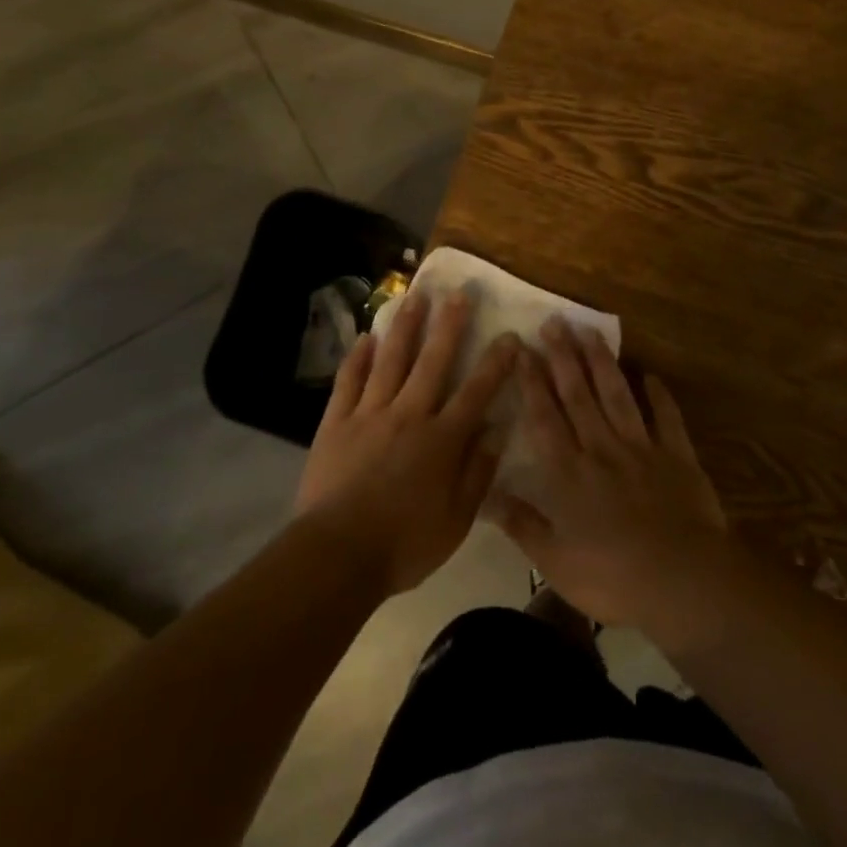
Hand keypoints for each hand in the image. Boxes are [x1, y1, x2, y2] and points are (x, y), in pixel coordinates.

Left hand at [295, 289, 518, 597]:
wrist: (338, 554)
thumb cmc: (405, 543)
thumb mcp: (457, 520)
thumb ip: (478, 472)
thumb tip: (497, 429)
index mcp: (442, 439)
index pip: (476, 392)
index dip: (495, 363)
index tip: (510, 335)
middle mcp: (409, 414)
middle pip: (433, 361)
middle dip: (449, 325)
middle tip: (459, 292)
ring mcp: (370, 413)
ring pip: (391, 360)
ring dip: (405, 326)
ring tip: (414, 296)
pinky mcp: (337, 421)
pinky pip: (349, 381)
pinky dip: (357, 357)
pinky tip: (365, 337)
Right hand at [490, 317, 731, 636]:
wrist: (684, 582)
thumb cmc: (613, 577)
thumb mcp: (555, 562)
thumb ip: (521, 524)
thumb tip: (484, 494)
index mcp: (569, 473)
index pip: (544, 417)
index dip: (531, 381)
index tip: (521, 349)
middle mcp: (601, 448)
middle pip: (579, 395)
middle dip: (563, 357)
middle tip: (553, 322)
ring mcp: (641, 448)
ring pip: (617, 395)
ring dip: (602, 362)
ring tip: (590, 331)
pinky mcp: (677, 456)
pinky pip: (667, 418)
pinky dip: (659, 395)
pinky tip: (650, 374)